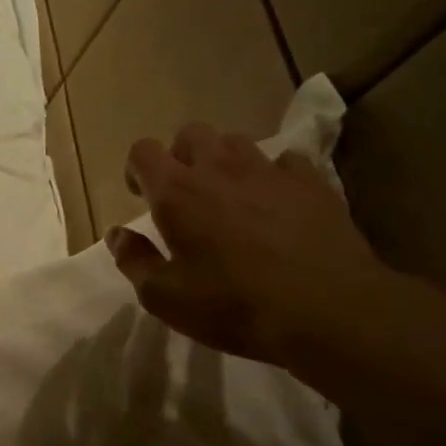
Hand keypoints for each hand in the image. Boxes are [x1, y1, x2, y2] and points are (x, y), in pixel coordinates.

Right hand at [106, 123, 408, 374]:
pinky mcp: (312, 183)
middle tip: (184, 194)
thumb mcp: (164, 297)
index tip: (141, 196)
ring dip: (223, 161)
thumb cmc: (232, 306)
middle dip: (180, 157)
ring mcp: (269, 171)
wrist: (328, 311)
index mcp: (176, 193)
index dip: (137, 169)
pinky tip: (276, 203)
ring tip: (228, 195)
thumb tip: (117, 234)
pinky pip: (285, 162)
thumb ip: (134, 261)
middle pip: (190, 134)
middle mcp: (219, 169)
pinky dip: (273, 175)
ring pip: (236, 142)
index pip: (143, 151)